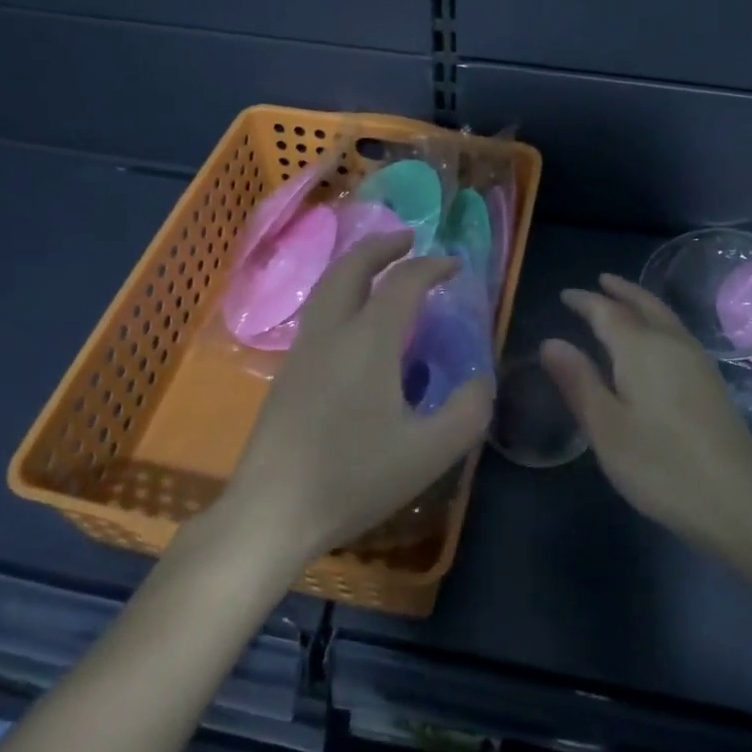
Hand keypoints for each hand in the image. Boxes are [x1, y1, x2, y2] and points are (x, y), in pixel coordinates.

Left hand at [220, 231, 492, 568]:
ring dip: (357, 267)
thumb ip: (468, 411)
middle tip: (409, 240)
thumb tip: (481, 380)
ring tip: (382, 272)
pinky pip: (317, 312)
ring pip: (327, 287)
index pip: (403, 282)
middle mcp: (331, 332)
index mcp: (368, 340)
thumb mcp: (429, 452)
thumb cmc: (354, 477)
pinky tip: (356, 323)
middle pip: (351, 267)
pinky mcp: (286, 373)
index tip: (455, 266)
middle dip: (382, 246)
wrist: (271, 511)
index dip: (432, 266)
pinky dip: (341, 293)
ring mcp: (301, 350)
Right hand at [542, 273, 751, 557]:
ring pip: (665, 317)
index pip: (607, 311)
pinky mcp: (711, 383)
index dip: (584, 301)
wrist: (741, 503)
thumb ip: (578, 381)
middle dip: (620, 292)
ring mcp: (698, 362)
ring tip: (622, 302)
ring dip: (641, 303)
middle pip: (644, 304)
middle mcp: (671, 343)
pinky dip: (657, 322)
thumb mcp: (606, 428)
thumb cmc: (662, 466)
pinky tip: (653, 342)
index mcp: (641, 348)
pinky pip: (676, 333)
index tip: (564, 295)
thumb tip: (550, 342)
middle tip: (599, 282)